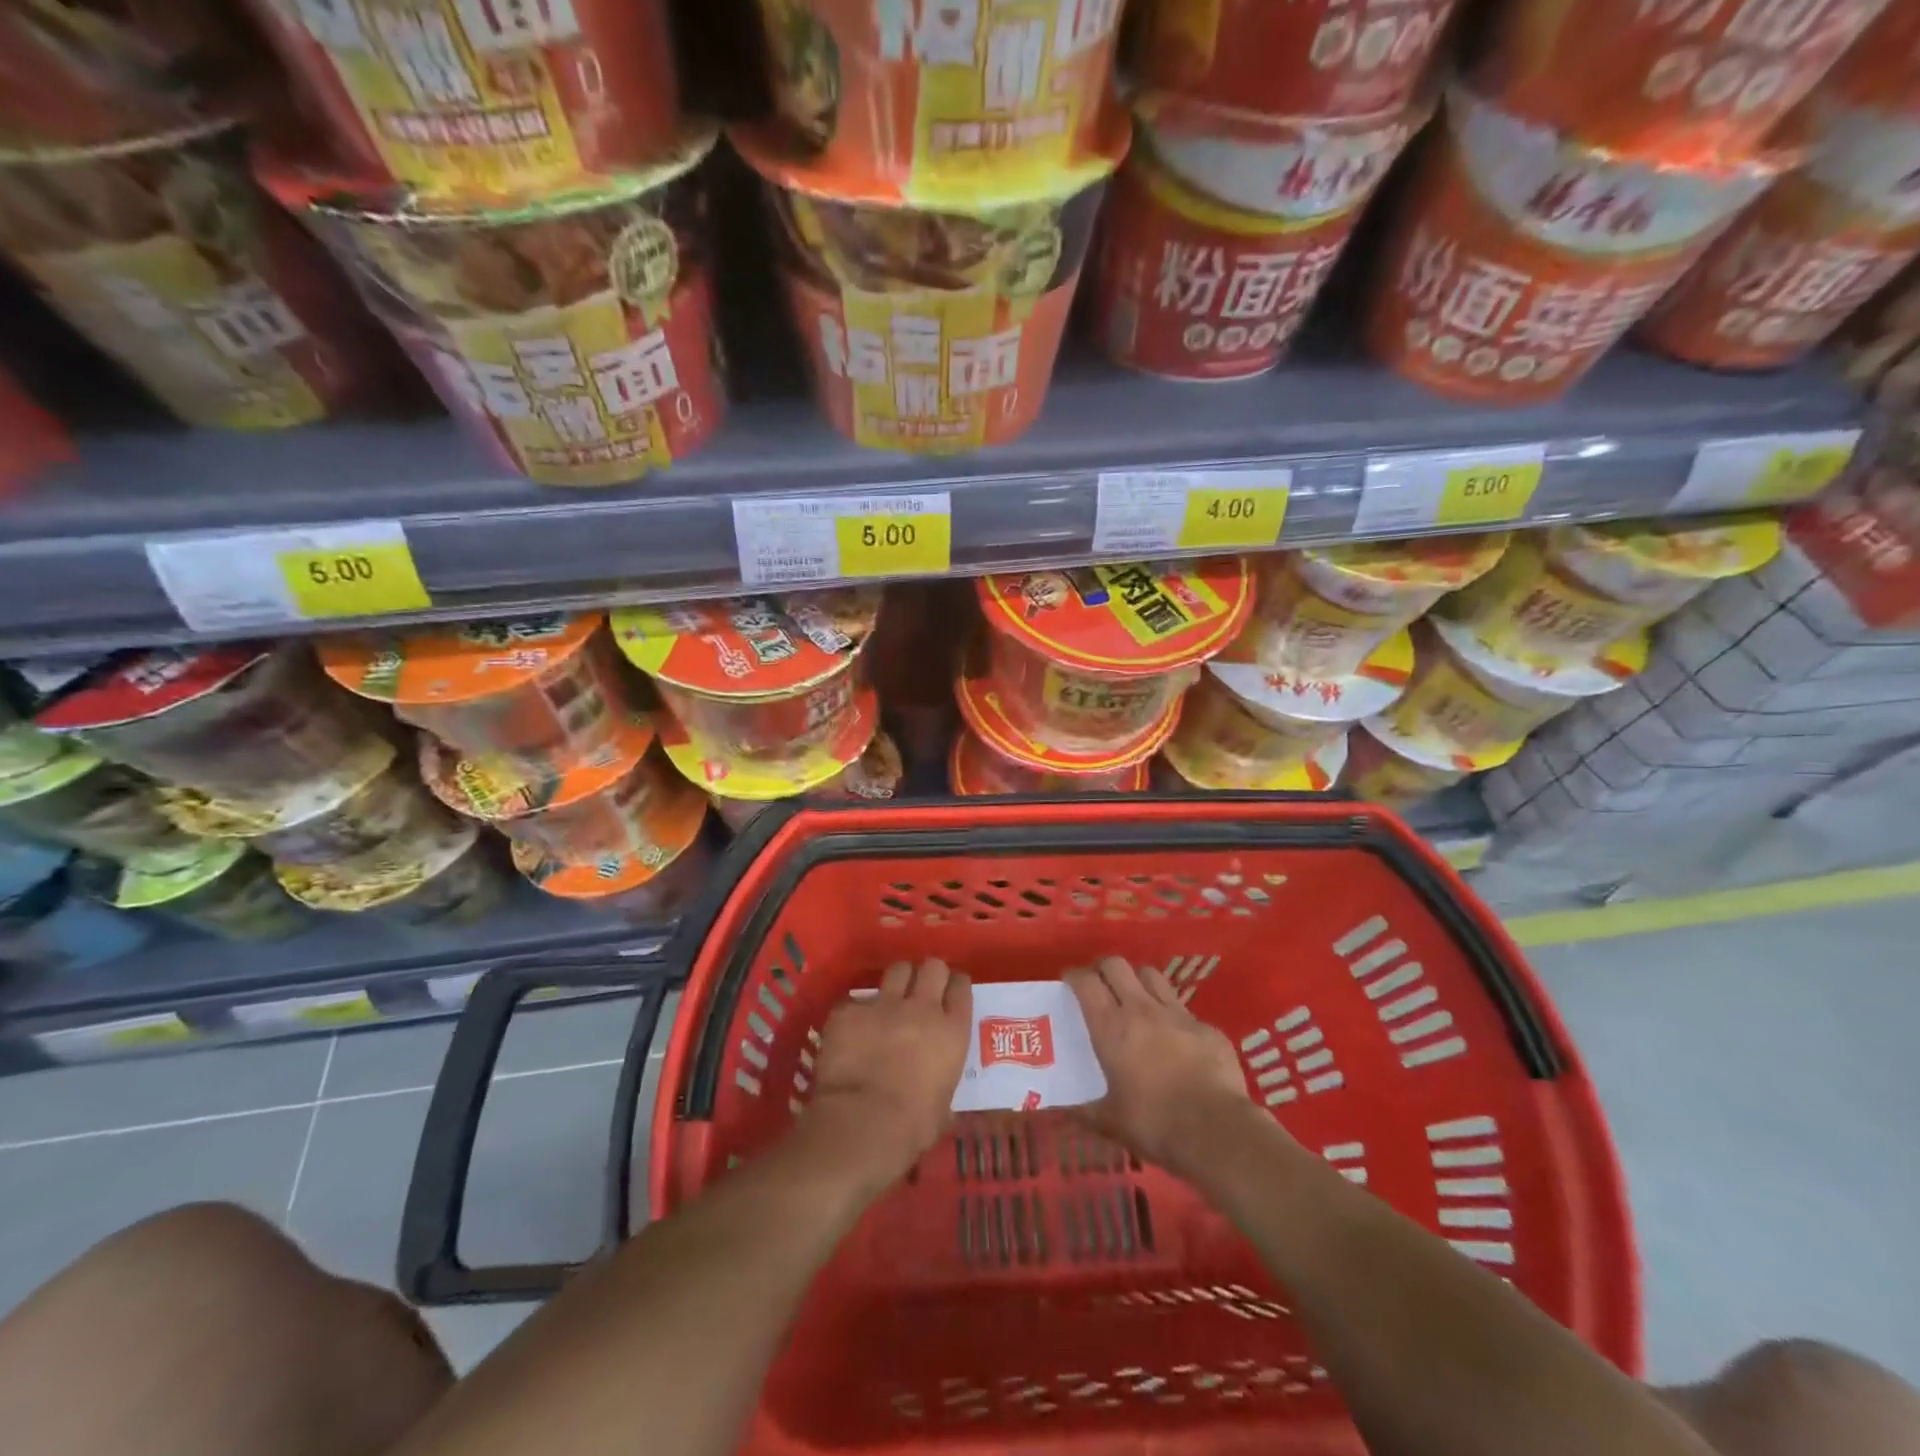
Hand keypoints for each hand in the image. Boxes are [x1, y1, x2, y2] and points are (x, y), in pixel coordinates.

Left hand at [807, 959, 970, 1182]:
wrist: (863, 1124)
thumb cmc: (912, 1127)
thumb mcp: (943, 1107)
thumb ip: (942, 1084)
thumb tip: (936, 1093)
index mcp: (952, 1031)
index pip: (961, 987)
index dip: (955, 985)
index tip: (950, 990)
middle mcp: (922, 1008)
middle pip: (932, 967)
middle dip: (928, 973)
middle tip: (921, 988)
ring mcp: (884, 1004)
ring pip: (897, 969)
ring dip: (897, 980)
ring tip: (890, 996)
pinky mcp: (850, 1010)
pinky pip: (855, 1000)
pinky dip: (856, 1011)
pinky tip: (851, 1027)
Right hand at [1066, 957, 1263, 1176]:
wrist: (1216, 1131)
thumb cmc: (1154, 1124)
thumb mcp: (1110, 1122)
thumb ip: (1085, 1111)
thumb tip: (1064, 1111)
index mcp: (1112, 1028)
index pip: (1086, 982)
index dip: (1074, 976)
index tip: (1068, 982)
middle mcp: (1142, 1009)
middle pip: (1117, 965)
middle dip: (1104, 968)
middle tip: (1099, 985)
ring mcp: (1178, 1015)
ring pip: (1152, 976)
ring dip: (1138, 981)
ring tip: (1135, 999)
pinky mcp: (1207, 1028)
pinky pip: (1184, 1010)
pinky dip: (1173, 1017)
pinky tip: (1176, 1040)